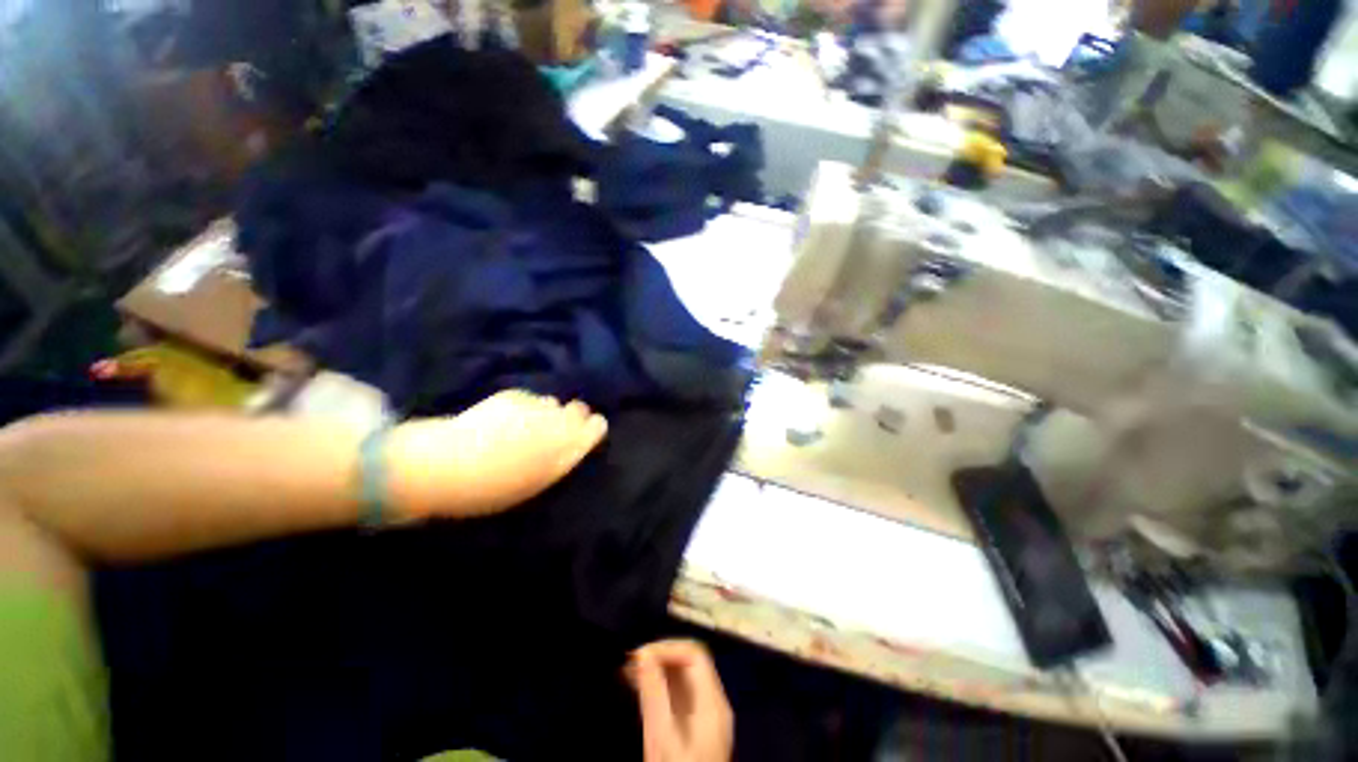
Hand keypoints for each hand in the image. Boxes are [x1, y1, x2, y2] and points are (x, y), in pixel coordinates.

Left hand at [387, 390, 607, 519]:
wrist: (444, 465)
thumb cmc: (490, 488)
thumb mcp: (534, 483)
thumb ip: (560, 459)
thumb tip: (573, 443)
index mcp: (565, 449)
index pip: (595, 428)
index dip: (593, 428)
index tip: (589, 430)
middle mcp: (557, 423)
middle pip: (579, 410)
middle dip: (574, 416)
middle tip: (557, 428)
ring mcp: (535, 407)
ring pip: (553, 404)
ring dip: (547, 412)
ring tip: (528, 425)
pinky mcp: (513, 396)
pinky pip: (530, 399)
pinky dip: (524, 407)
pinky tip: (506, 419)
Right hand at [627, 640, 733, 761]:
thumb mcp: (662, 739)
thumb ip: (653, 695)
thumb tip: (642, 655)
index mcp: (712, 702)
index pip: (694, 654)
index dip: (667, 649)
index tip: (639, 657)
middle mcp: (712, 704)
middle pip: (689, 664)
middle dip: (660, 658)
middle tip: (630, 664)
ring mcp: (705, 717)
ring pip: (683, 678)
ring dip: (657, 671)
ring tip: (629, 673)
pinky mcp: (695, 729)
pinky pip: (679, 696)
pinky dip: (660, 688)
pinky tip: (640, 689)